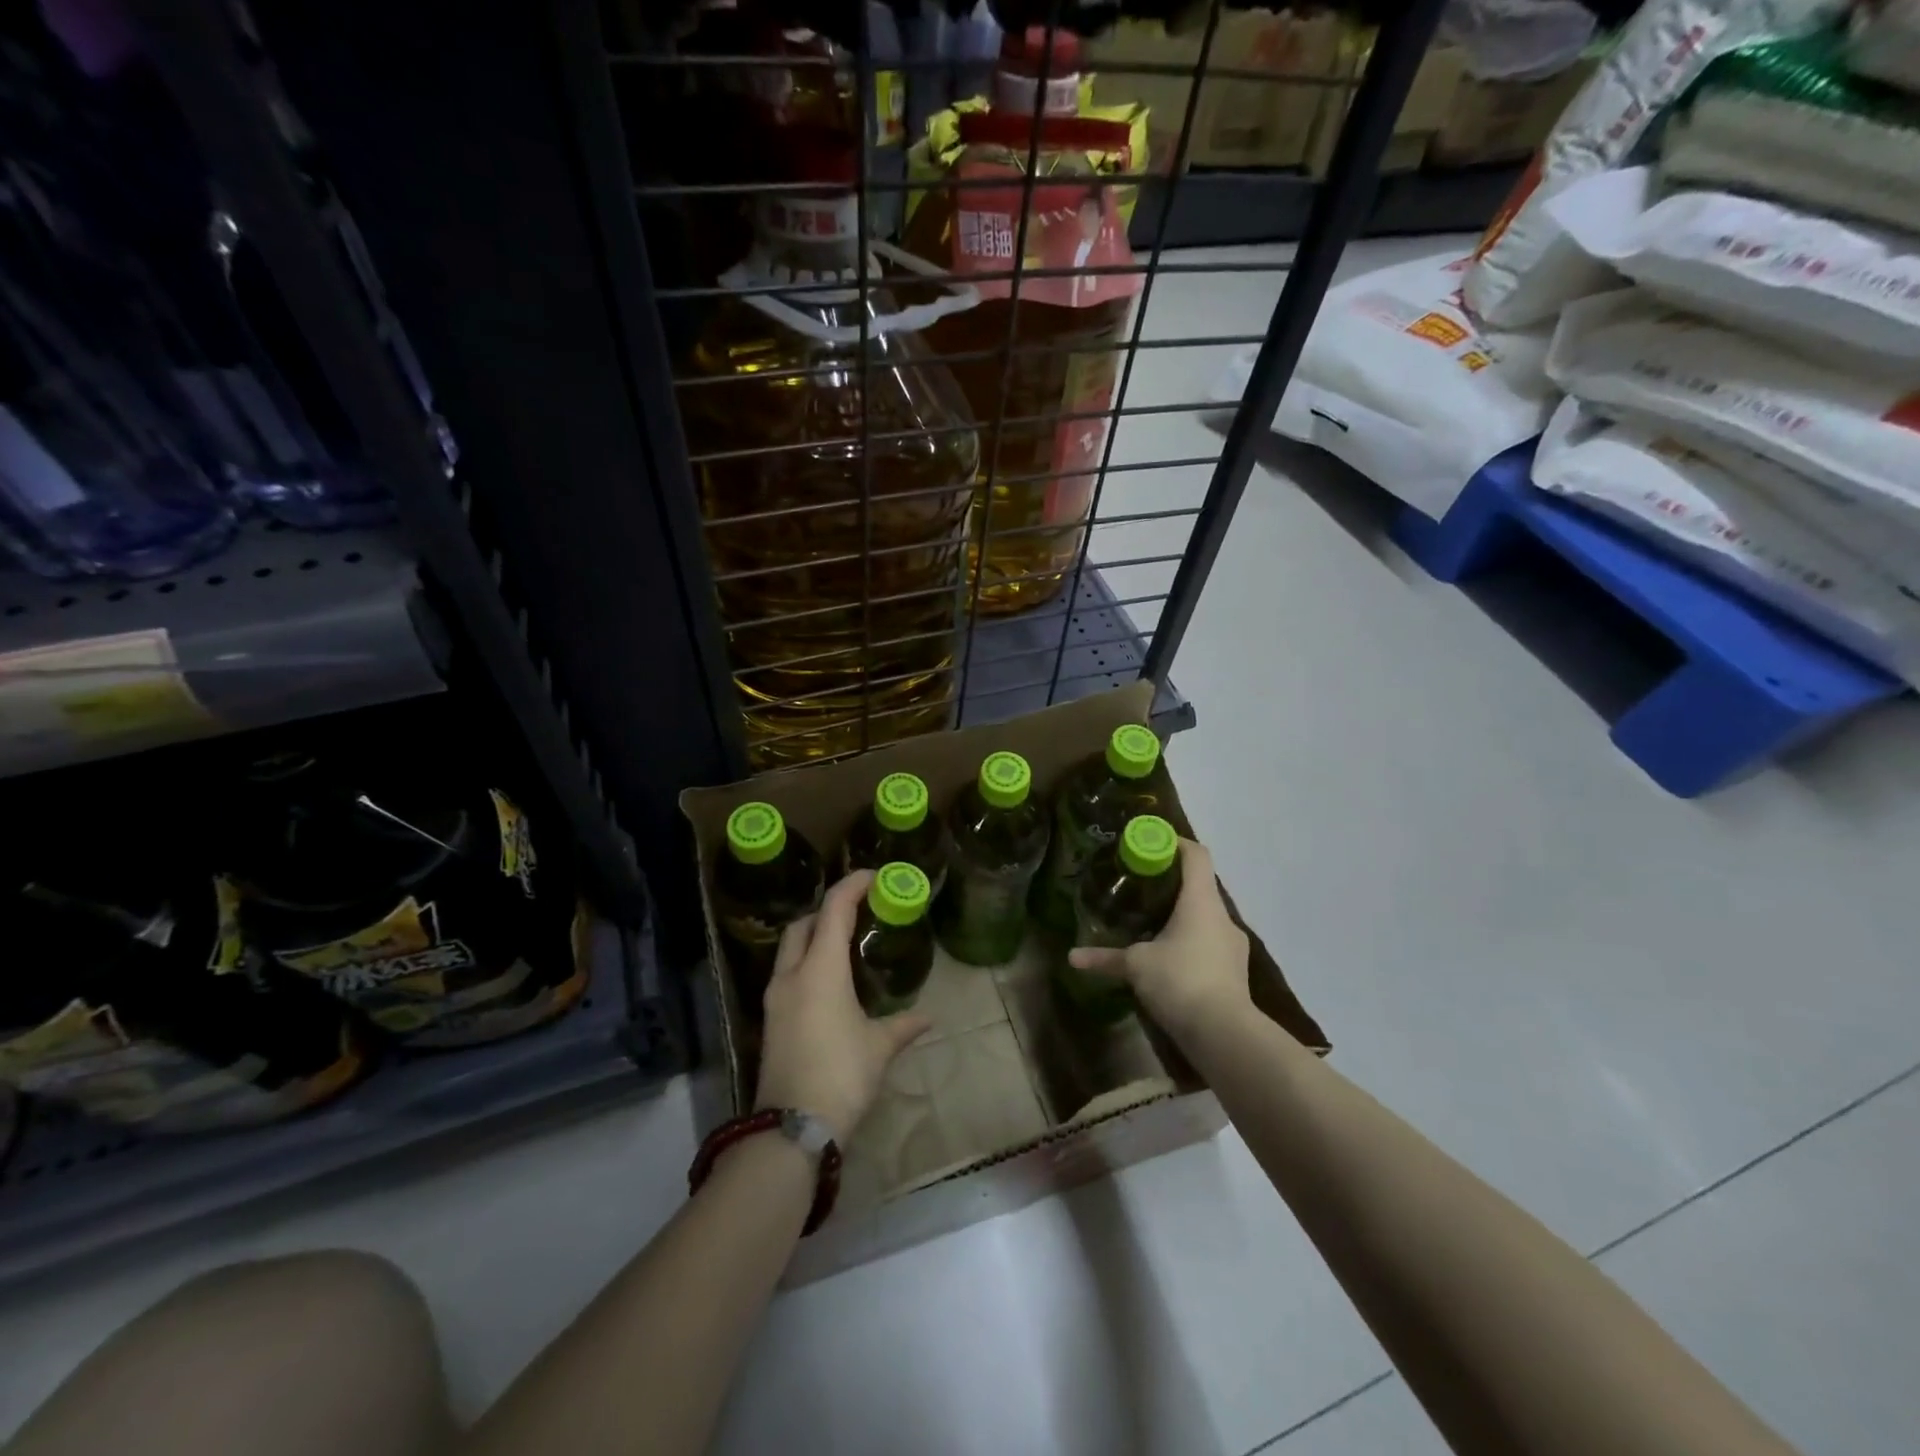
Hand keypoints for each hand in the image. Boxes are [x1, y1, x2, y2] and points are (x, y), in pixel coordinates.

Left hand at [754, 870, 931, 1143]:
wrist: (792, 1128)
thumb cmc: (841, 1074)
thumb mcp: (879, 1047)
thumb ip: (903, 1025)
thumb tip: (928, 1017)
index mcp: (820, 969)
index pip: (834, 910)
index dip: (852, 885)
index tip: (874, 876)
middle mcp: (792, 974)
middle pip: (804, 924)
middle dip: (827, 910)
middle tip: (857, 912)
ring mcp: (775, 998)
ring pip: (790, 949)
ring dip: (814, 937)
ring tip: (845, 946)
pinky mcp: (770, 1020)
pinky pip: (786, 974)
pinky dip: (806, 963)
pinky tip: (828, 983)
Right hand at [1067, 840, 1250, 1038]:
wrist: (1225, 1034)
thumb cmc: (1181, 981)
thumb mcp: (1137, 966)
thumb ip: (1105, 958)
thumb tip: (1072, 957)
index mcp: (1201, 902)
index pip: (1196, 855)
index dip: (1174, 842)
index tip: (1150, 842)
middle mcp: (1222, 916)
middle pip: (1199, 885)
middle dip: (1170, 883)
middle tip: (1139, 886)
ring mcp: (1233, 945)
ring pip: (1205, 917)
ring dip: (1181, 915)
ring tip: (1150, 924)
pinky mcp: (1234, 971)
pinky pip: (1209, 943)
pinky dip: (1189, 942)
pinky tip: (1168, 959)